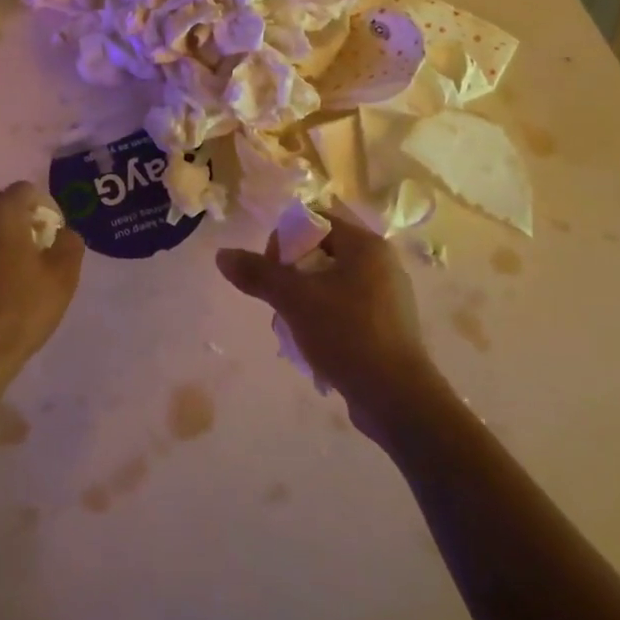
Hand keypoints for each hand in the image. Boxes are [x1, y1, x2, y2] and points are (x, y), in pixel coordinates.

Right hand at [216, 215, 448, 432]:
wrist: (397, 398)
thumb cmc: (347, 334)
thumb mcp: (295, 300)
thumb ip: (258, 274)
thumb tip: (222, 255)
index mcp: (365, 246)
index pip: (316, 221)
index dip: (286, 239)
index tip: (272, 270)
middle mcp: (380, 264)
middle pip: (321, 253)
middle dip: (290, 276)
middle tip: (278, 302)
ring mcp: (387, 297)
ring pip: (330, 284)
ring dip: (303, 301)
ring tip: (290, 329)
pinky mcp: (386, 326)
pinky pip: (345, 309)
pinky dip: (323, 320)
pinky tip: (311, 346)